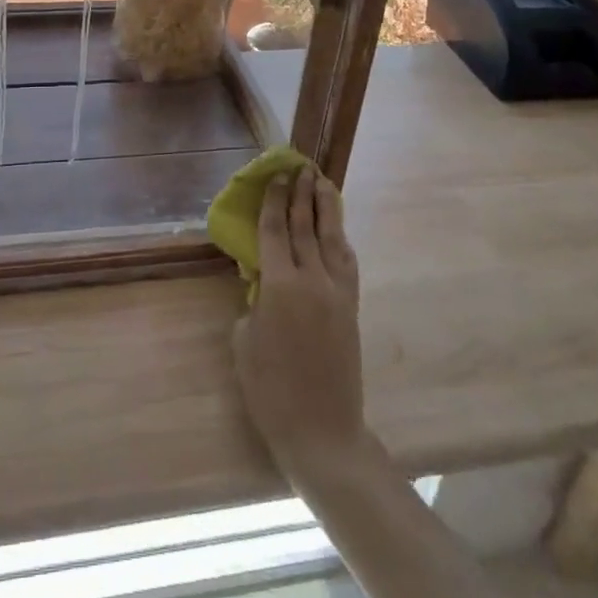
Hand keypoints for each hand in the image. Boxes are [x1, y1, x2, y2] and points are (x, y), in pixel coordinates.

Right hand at [232, 163, 366, 483]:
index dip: (273, 201)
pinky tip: (336, 230)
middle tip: (298, 168)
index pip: (274, 230)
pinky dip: (340, 239)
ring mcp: (337, 293)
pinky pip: (346, 263)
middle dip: (300, 195)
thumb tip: (261, 279)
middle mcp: (312, 280)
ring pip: (332, 238)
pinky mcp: (351, 307)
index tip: (275, 176)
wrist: (322, 430)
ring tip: (322, 182)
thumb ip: (253, 300)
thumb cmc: (270, 390)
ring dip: (326, 207)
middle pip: (304, 226)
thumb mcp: (245, 341)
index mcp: (280, 286)